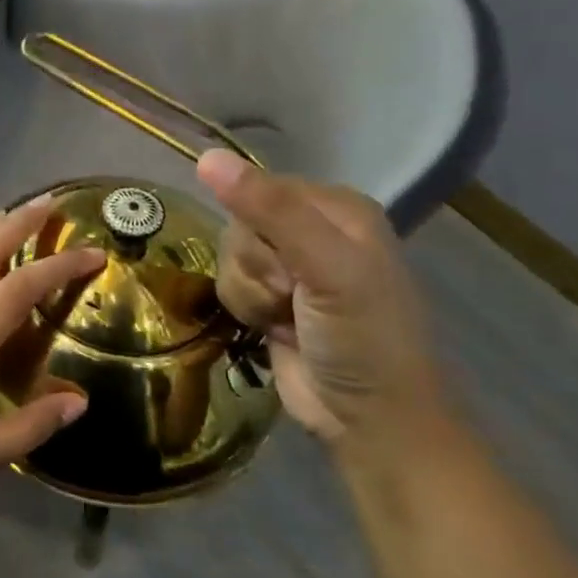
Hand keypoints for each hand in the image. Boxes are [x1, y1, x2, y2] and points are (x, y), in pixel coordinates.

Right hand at [197, 150, 442, 447]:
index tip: (289, 265)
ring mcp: (290, 267)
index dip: (259, 227)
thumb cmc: (363, 337)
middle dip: (255, 265)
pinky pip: (228, 282)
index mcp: (337, 207)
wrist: (370, 420)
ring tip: (284, 317)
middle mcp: (312, 229)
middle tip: (292, 295)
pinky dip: (244, 307)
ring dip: (248, 292)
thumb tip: (207, 158)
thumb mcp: (326, 267)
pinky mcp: (270, 298)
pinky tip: (273, 328)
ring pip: (229, 255)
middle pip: (239, 223)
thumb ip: (270, 210)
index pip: (260, 188)